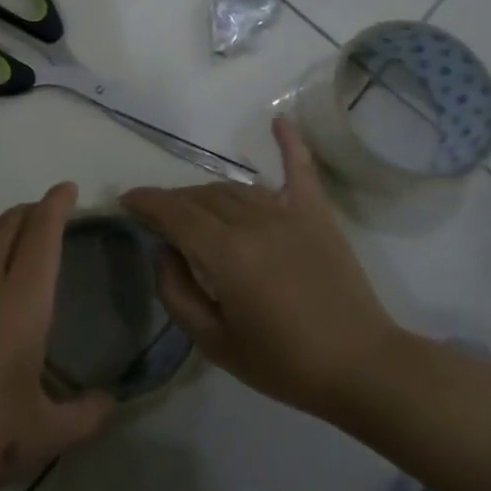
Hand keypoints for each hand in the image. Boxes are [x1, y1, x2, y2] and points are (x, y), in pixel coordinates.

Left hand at [0, 183, 115, 490]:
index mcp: (21, 302)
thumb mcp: (47, 434)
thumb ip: (86, 416)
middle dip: (29, 211)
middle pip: (6, 229)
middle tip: (48, 210)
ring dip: (1, 232)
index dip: (55, 206)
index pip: (41, 236)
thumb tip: (111, 402)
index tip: (67, 188)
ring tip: (17, 238)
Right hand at [121, 119, 401, 419]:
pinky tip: (279, 121)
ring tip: (194, 207)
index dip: (145, 202)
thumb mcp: (214, 343)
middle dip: (172, 203)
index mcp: (225, 254)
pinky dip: (290, 144)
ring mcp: (288, 214)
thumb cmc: (285, 364)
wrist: (364, 370)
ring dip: (207, 193)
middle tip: (159, 219)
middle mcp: (253, 223)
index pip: (173, 214)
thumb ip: (176, 293)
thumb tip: (164, 252)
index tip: (126, 200)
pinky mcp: (317, 216)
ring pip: (234, 188)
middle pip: (200, 198)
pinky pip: (300, 171)